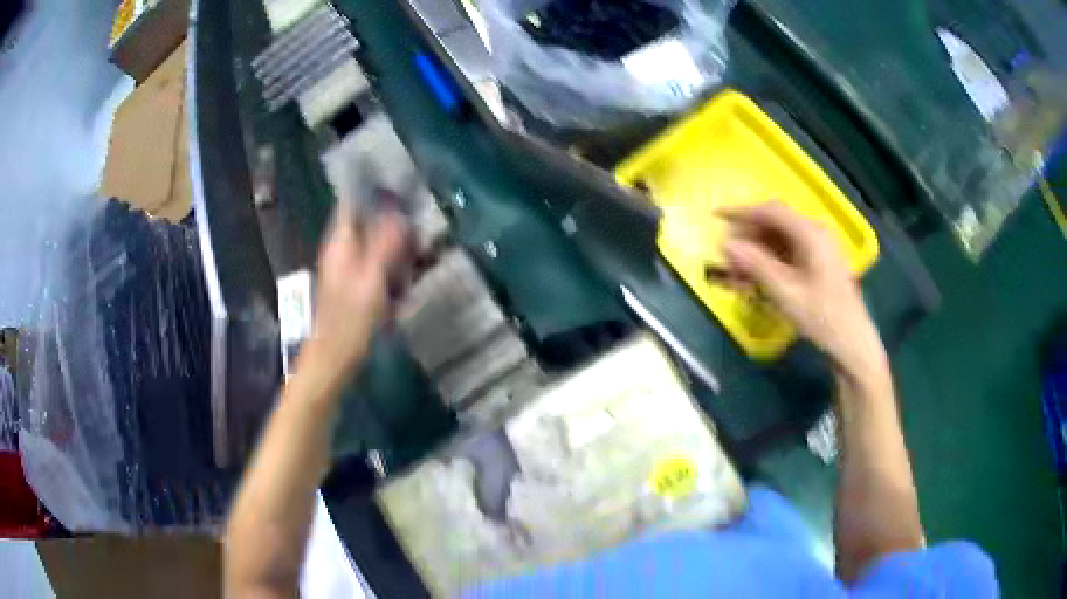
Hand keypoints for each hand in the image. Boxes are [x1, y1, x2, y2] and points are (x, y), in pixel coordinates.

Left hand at [308, 202, 407, 380]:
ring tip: (419, 247)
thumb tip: (400, 214)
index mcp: (341, 242)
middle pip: (367, 218)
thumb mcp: (371, 282)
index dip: (372, 187)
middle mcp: (342, 248)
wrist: (334, 358)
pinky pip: (377, 262)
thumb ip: (384, 245)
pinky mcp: (356, 283)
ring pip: (374, 240)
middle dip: (392, 216)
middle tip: (420, 219)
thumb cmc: (349, 322)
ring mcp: (348, 266)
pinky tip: (407, 274)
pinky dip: (393, 262)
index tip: (400, 180)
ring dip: (396, 241)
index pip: (352, 200)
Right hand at [719, 202, 886, 379]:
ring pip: (777, 241)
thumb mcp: (786, 292)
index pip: (771, 211)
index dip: (741, 211)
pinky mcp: (816, 262)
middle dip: (746, 239)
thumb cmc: (822, 317)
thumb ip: (756, 265)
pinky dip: (767, 264)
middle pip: (773, 225)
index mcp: (811, 233)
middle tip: (724, 258)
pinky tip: (751, 282)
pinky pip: (786, 255)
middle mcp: (814, 233)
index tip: (716, 217)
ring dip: (754, 254)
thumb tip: (726, 244)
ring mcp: (817, 248)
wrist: (852, 342)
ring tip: (734, 276)